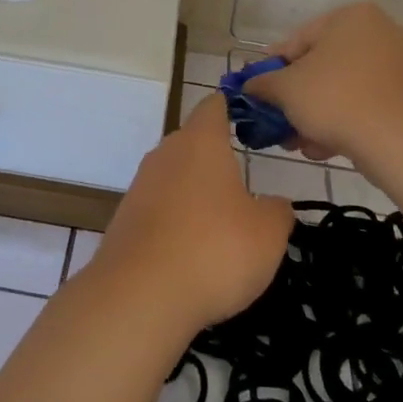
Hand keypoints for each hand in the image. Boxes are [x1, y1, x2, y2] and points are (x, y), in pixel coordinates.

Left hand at [93, 94, 294, 331]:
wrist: (141, 295)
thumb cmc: (215, 249)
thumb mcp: (268, 233)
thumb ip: (277, 211)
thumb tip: (274, 204)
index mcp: (201, 142)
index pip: (214, 106)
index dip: (232, 109)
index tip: (250, 123)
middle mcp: (165, 153)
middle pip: (192, 142)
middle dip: (216, 160)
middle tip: (244, 186)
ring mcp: (140, 186)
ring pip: (174, 177)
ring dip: (195, 195)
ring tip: (221, 226)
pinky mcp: (125, 219)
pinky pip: (158, 209)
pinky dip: (176, 223)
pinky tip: (192, 253)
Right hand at [246, 2, 402, 163]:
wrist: (397, 140)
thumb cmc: (335, 99)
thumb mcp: (285, 89)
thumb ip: (262, 83)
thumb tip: (250, 85)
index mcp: (351, 16)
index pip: (298, 41)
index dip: (273, 69)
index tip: (259, 93)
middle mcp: (379, 31)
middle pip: (321, 66)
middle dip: (297, 98)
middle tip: (279, 121)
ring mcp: (398, 64)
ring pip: (342, 88)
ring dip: (316, 114)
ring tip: (299, 142)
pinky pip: (365, 102)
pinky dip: (344, 121)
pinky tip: (324, 147)